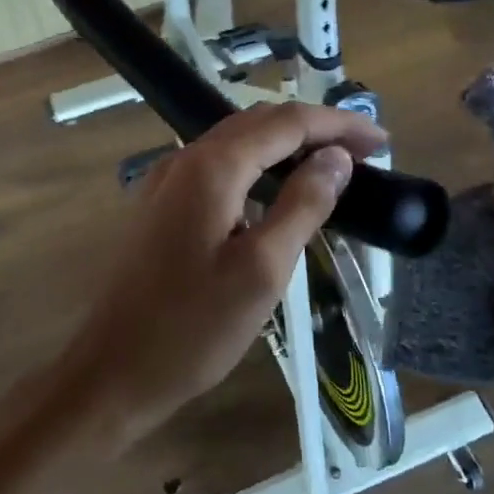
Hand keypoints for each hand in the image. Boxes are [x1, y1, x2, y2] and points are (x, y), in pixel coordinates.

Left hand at [54, 101, 386, 449]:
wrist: (112, 371)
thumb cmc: (192, 329)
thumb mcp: (262, 271)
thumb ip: (302, 206)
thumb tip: (335, 158)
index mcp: (212, 168)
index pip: (287, 122)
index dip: (339, 125)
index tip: (381, 142)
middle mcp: (184, 160)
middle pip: (260, 122)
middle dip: (315, 129)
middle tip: (363, 154)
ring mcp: (166, 182)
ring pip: (237, 142)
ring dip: (286, 146)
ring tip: (329, 168)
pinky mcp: (160, 206)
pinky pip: (218, 167)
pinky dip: (257, 167)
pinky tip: (276, 193)